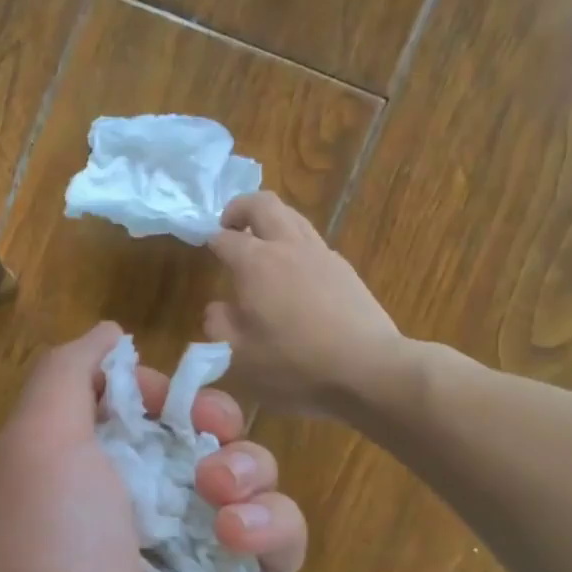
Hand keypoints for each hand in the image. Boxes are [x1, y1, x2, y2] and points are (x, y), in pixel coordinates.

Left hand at [0, 322, 309, 571]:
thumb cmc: (51, 564)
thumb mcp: (36, 448)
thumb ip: (66, 377)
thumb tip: (109, 336)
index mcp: (78, 478)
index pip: (135, 409)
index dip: (159, 388)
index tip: (169, 392)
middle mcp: (132, 516)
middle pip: (199, 438)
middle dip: (215, 423)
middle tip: (211, 437)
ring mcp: (190, 562)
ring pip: (249, 483)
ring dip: (248, 474)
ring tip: (222, 504)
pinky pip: (279, 545)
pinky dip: (274, 532)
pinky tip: (245, 548)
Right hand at [207, 191, 402, 417]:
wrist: (366, 367)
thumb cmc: (294, 363)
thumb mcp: (239, 355)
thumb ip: (219, 325)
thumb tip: (217, 307)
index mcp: (255, 263)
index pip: (225, 238)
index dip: (210, 241)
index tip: (205, 250)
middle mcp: (288, 246)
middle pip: (263, 204)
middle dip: (240, 208)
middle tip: (229, 228)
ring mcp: (321, 253)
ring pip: (292, 216)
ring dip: (270, 222)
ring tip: (260, 247)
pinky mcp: (344, 268)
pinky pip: (312, 241)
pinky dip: (294, 244)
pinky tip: (292, 275)